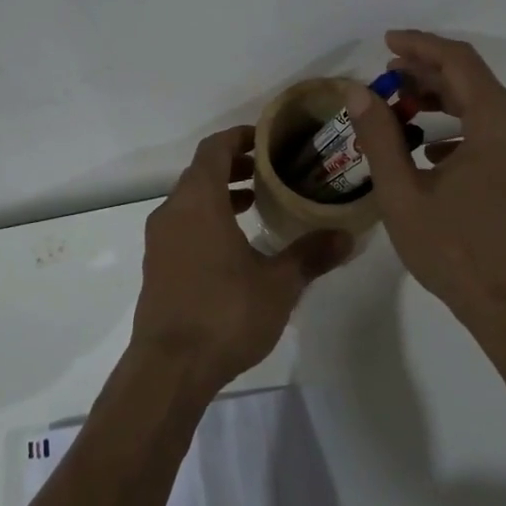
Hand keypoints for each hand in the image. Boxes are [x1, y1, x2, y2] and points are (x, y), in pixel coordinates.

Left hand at [133, 126, 351, 392]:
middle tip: (272, 170)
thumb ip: (311, 254)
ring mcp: (160, 241)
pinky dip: (207, 219)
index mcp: (198, 201)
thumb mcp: (278, 284)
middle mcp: (173, 212)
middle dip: (235, 166)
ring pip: (190, 201)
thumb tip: (348, 236)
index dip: (239, 137)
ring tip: (257, 203)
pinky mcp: (157, 266)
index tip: (267, 139)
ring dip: (221, 194)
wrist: (169, 368)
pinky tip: (236, 244)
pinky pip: (183, 225)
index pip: (214, 149)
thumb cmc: (225, 314)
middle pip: (201, 172)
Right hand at [347, 31, 505, 342]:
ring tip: (400, 107)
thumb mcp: (404, 194)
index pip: (459, 62)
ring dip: (443, 101)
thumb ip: (379, 136)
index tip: (386, 43)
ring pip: (486, 108)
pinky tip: (431, 149)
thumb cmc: (456, 252)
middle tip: (385, 78)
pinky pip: (496, 134)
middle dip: (427, 74)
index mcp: (501, 125)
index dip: (420, 46)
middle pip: (474, 82)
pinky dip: (462, 129)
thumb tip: (358, 92)